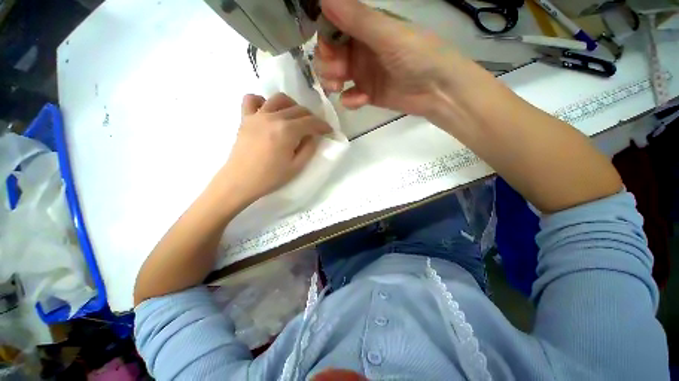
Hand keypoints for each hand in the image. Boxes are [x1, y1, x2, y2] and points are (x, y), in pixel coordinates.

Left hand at [216, 93, 331, 203]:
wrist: (240, 181)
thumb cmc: (270, 177)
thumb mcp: (297, 167)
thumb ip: (309, 149)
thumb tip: (312, 136)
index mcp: (287, 131)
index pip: (311, 122)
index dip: (323, 125)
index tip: (329, 131)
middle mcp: (273, 117)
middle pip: (298, 109)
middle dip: (311, 117)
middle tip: (314, 128)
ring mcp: (257, 115)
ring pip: (279, 99)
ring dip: (292, 105)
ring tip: (295, 117)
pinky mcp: (245, 118)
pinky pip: (252, 99)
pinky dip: (263, 101)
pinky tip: (268, 111)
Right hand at [316, 0, 479, 117]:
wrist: (437, 90)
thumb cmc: (418, 56)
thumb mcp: (388, 35)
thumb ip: (357, 19)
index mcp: (365, 29)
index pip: (332, 29)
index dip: (324, 39)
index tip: (327, 49)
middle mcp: (360, 51)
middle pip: (330, 56)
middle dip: (327, 64)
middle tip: (338, 72)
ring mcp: (363, 75)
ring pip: (335, 77)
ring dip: (332, 82)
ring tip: (339, 87)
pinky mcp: (367, 95)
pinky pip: (349, 97)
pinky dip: (350, 100)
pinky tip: (361, 100)